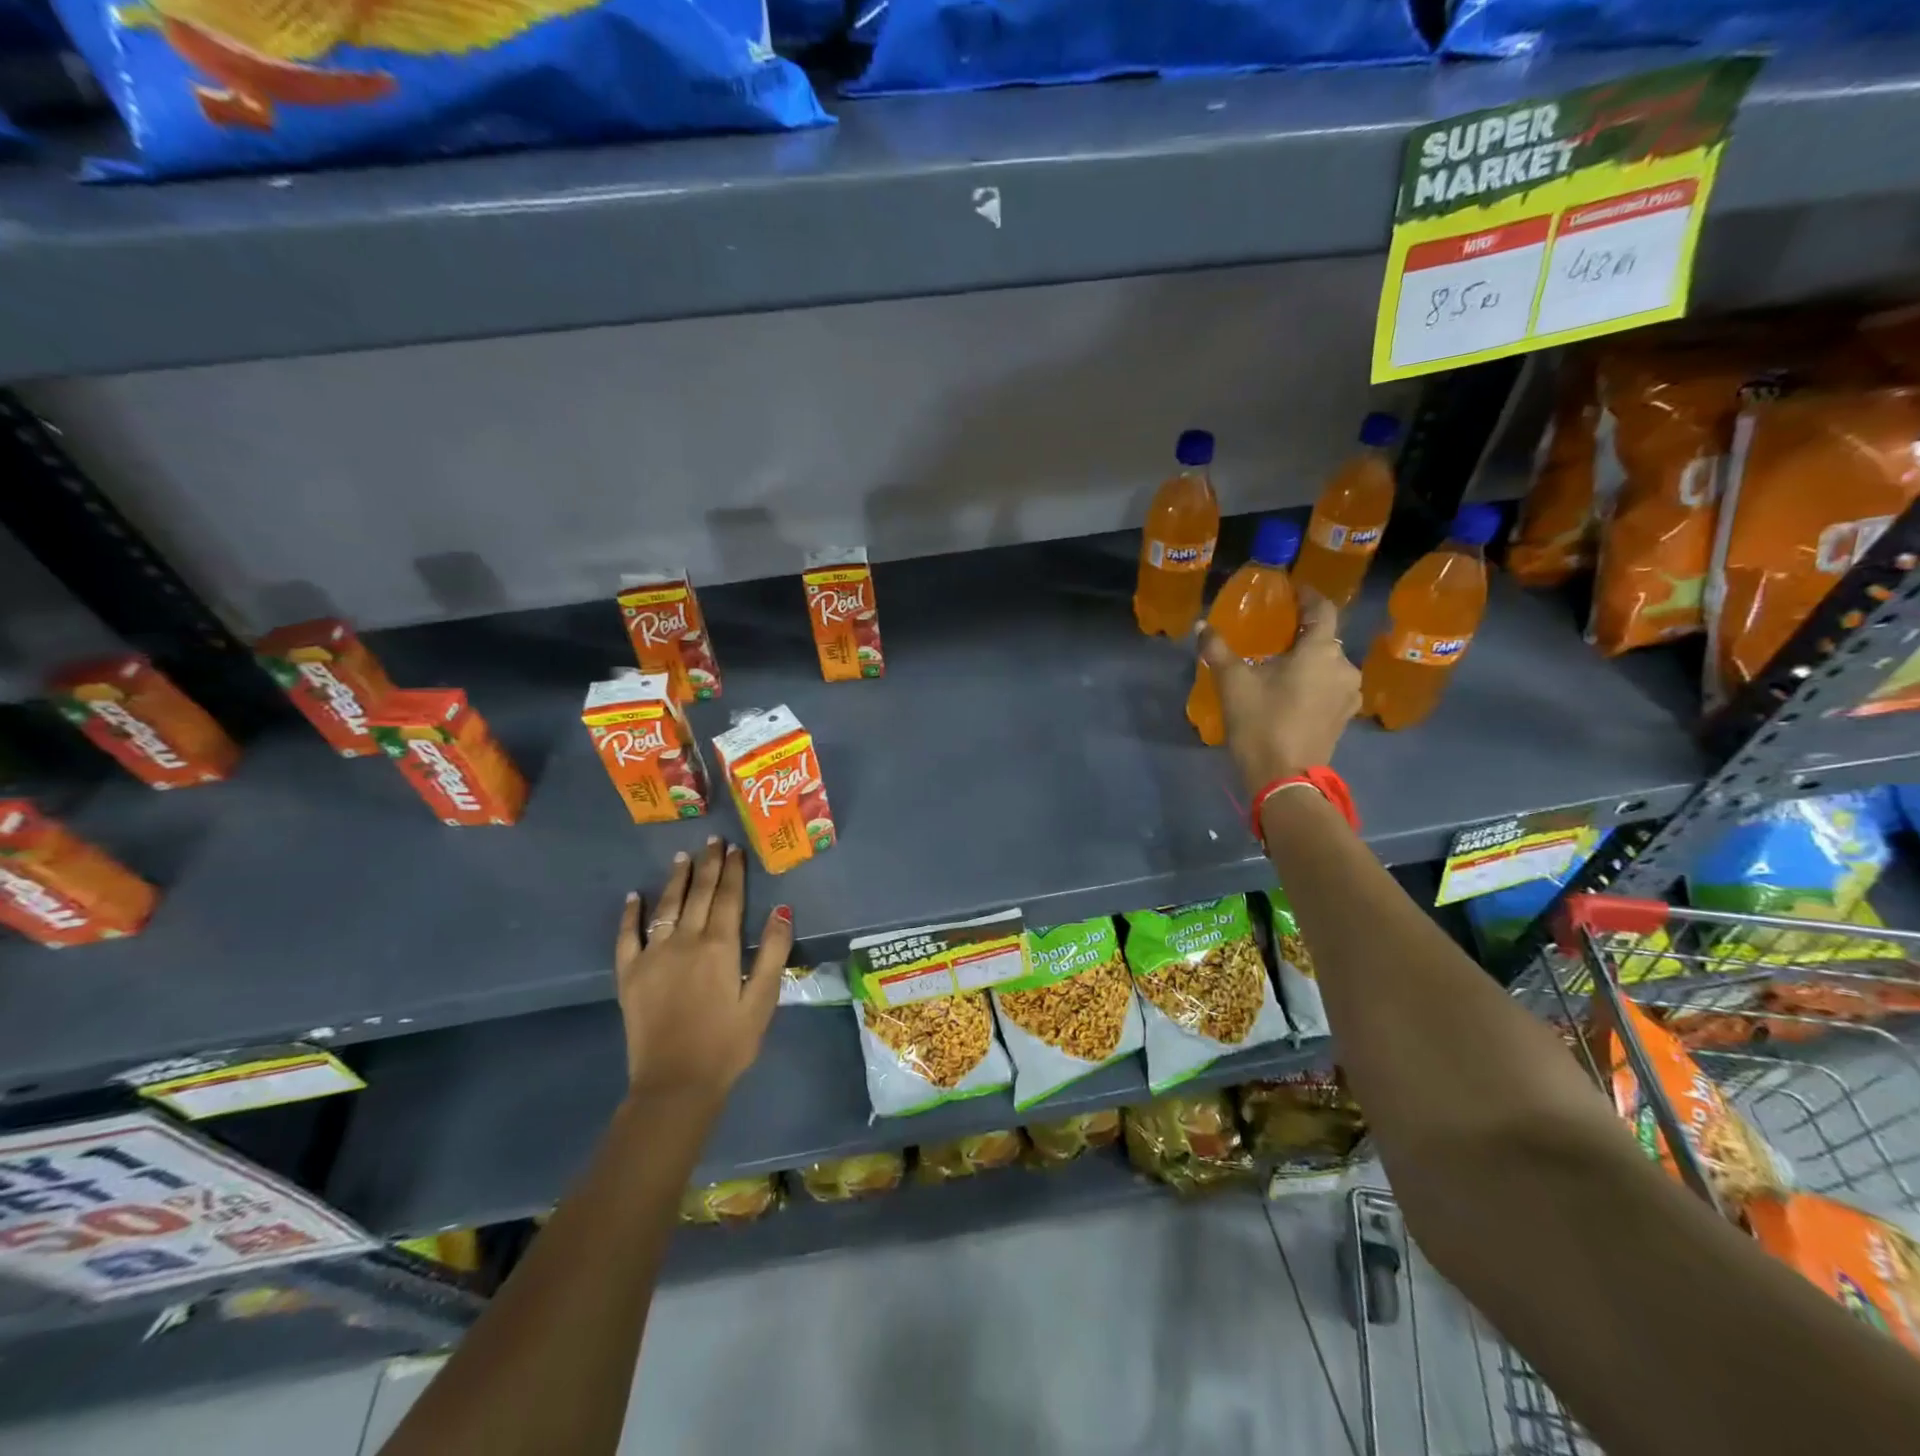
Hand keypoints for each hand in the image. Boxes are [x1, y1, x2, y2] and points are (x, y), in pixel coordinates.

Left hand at [615, 837, 792, 1108]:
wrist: (675, 1084)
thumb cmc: (728, 1043)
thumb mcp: (762, 1000)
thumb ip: (773, 952)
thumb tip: (782, 909)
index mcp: (719, 946)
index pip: (728, 898)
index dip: (733, 871)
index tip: (735, 849)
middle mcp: (685, 941)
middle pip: (698, 894)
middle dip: (708, 865)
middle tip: (713, 840)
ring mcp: (652, 956)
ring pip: (666, 907)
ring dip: (676, 879)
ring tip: (682, 856)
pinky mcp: (629, 975)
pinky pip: (627, 936)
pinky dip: (630, 914)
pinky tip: (635, 897)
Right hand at [1198, 589, 1360, 793]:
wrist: (1284, 778)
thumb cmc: (1261, 723)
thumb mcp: (1233, 683)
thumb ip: (1218, 650)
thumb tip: (1203, 625)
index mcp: (1321, 651)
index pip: (1323, 610)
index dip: (1309, 596)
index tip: (1293, 590)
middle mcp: (1344, 667)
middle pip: (1325, 639)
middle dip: (1302, 633)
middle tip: (1275, 633)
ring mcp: (1348, 694)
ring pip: (1328, 665)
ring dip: (1308, 660)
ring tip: (1281, 664)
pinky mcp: (1344, 717)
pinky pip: (1330, 686)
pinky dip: (1313, 681)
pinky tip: (1292, 690)